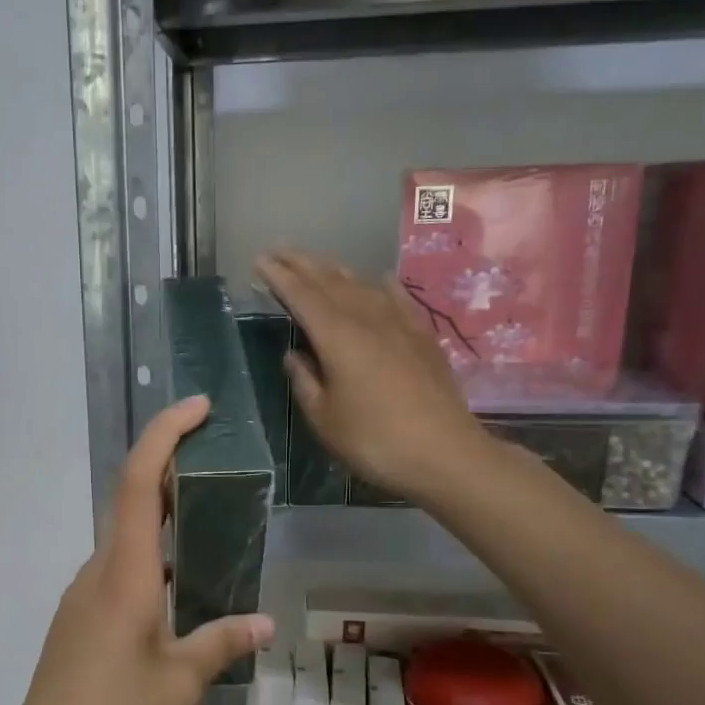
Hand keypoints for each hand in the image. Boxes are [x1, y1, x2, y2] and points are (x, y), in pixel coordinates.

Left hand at [0, 397, 275, 704]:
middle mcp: (97, 572)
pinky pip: (117, 571)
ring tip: (207, 521)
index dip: (164, 435)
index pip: (138, 481)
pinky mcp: (78, 623)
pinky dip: (148, 558)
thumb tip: (264, 622)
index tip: (197, 408)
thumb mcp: (180, 682)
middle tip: (214, 460)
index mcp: (123, 573)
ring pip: (123, 539)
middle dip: (168, 468)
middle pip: (129, 500)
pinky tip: (177, 589)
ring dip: (159, 517)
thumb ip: (222, 641)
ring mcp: (82, 597)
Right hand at [256, 250, 490, 503]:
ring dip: (336, 270)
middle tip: (279, 252)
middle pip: (330, 281)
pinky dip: (381, 285)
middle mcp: (367, 319)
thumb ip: (305, 381)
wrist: (444, 452)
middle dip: (302, 264)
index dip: (279, 277)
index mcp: (337, 337)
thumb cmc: (373, 440)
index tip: (260, 261)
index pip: (301, 296)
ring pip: (362, 284)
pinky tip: (378, 279)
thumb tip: (294, 355)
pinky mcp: (423, 336)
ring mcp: (399, 323)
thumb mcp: (324, 418)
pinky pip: (398, 298)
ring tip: (317, 262)